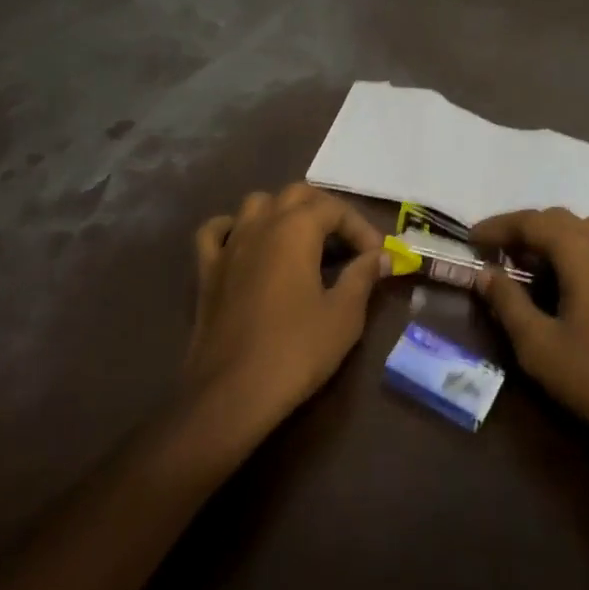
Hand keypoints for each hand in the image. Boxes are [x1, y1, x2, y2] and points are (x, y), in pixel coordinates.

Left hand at [182, 183, 389, 439]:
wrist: (231, 395)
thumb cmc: (295, 351)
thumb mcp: (343, 315)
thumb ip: (363, 276)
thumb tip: (382, 256)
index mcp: (296, 228)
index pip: (335, 208)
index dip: (360, 228)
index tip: (377, 256)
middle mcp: (261, 224)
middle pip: (296, 194)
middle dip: (325, 210)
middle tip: (346, 242)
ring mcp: (229, 245)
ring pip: (257, 204)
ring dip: (282, 212)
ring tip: (302, 240)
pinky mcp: (206, 270)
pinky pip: (217, 231)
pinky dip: (234, 228)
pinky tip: (246, 243)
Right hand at [472, 208, 588, 470]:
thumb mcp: (539, 347)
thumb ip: (508, 303)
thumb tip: (485, 273)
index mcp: (580, 252)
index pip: (532, 222)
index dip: (499, 226)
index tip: (471, 239)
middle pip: (559, 219)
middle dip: (524, 229)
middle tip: (497, 251)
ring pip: (586, 230)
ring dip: (554, 237)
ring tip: (532, 264)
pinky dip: (577, 252)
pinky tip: (570, 286)